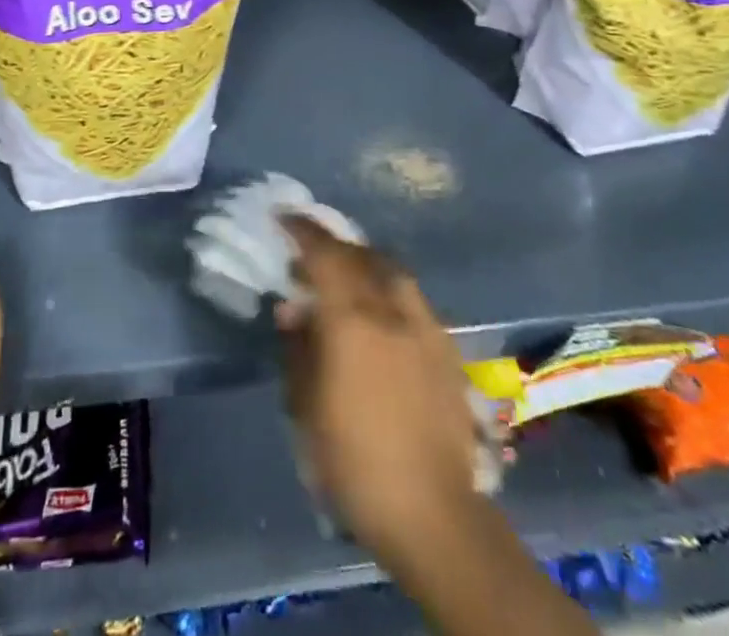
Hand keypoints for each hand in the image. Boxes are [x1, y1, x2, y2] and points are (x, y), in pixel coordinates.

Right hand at [276, 216, 479, 564]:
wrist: (433, 513)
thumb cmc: (355, 462)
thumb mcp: (306, 408)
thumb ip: (299, 348)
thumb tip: (293, 310)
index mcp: (353, 319)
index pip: (324, 254)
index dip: (302, 230)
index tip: (282, 217)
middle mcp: (392, 309)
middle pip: (360, 255)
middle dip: (331, 244)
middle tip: (308, 252)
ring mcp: (424, 326)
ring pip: (391, 270)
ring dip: (363, 261)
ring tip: (345, 275)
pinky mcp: (446, 349)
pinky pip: (411, 297)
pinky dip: (388, 288)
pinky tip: (381, 313)